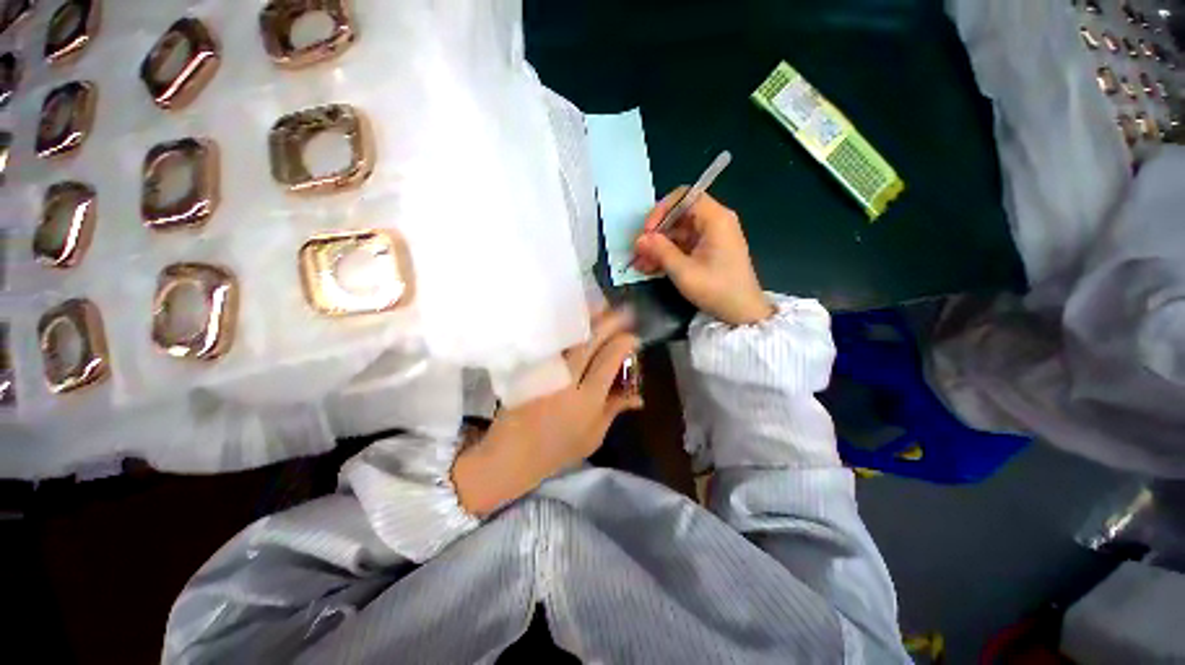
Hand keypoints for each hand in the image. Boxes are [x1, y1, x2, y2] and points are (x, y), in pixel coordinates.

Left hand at [452, 310, 642, 515]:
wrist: (512, 455)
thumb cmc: (557, 451)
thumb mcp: (593, 436)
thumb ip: (614, 410)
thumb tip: (638, 396)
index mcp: (587, 399)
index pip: (609, 360)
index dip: (624, 344)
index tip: (633, 337)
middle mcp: (567, 379)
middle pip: (590, 342)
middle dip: (609, 322)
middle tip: (623, 310)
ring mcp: (546, 371)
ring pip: (569, 337)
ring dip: (587, 319)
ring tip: (601, 306)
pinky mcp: (530, 367)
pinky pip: (552, 341)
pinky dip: (566, 328)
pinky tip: (574, 320)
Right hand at [634, 189, 774, 325]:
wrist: (742, 313)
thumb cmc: (717, 290)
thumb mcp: (684, 271)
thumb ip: (660, 251)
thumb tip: (639, 239)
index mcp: (715, 219)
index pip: (684, 197)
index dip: (661, 210)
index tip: (647, 231)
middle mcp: (715, 222)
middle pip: (679, 215)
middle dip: (656, 233)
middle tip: (639, 252)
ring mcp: (712, 237)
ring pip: (678, 232)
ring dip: (659, 247)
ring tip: (641, 265)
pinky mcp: (708, 250)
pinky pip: (684, 245)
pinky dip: (668, 254)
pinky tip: (652, 268)